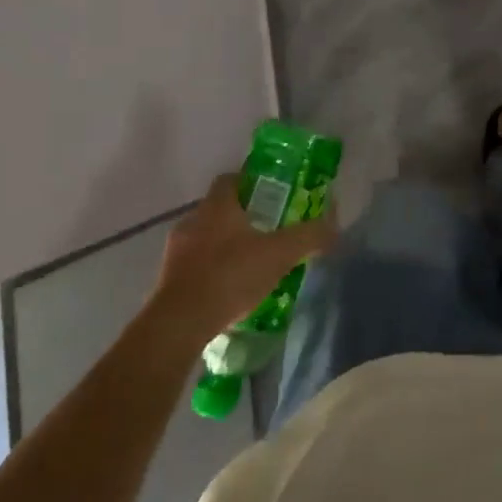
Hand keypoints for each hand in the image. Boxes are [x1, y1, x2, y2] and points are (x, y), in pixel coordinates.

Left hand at [150, 174, 335, 339]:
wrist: (180, 322)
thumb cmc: (230, 275)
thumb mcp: (280, 254)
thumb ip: (308, 237)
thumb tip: (334, 226)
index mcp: (217, 206)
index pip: (231, 179)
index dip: (250, 183)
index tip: (270, 195)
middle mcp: (192, 220)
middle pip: (219, 209)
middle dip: (242, 218)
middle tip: (268, 232)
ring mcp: (176, 251)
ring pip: (205, 239)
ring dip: (225, 247)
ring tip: (250, 265)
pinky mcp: (167, 280)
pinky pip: (194, 266)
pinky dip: (211, 271)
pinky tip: (229, 290)